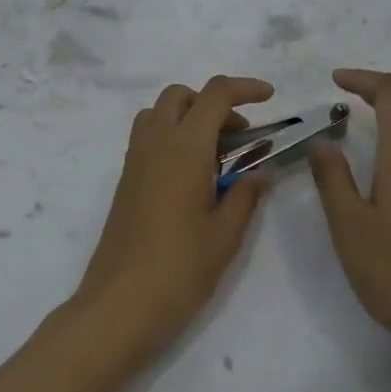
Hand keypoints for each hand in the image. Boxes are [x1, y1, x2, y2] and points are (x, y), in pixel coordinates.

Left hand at [73, 76, 273, 363]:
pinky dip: (171, 138)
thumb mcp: (226, 234)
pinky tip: (192, 177)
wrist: (121, 304)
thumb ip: (245, 194)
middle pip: (179, 96)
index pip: (215, 95)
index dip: (245, 88)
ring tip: (215, 155)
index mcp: (185, 148)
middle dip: (212, 102)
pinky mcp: (124, 183)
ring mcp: (134, 163)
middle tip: (240, 136)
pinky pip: (147, 139)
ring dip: (187, 118)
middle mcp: (155, 144)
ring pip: (157, 114)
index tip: (270, 98)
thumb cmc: (180, 269)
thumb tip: (259, 171)